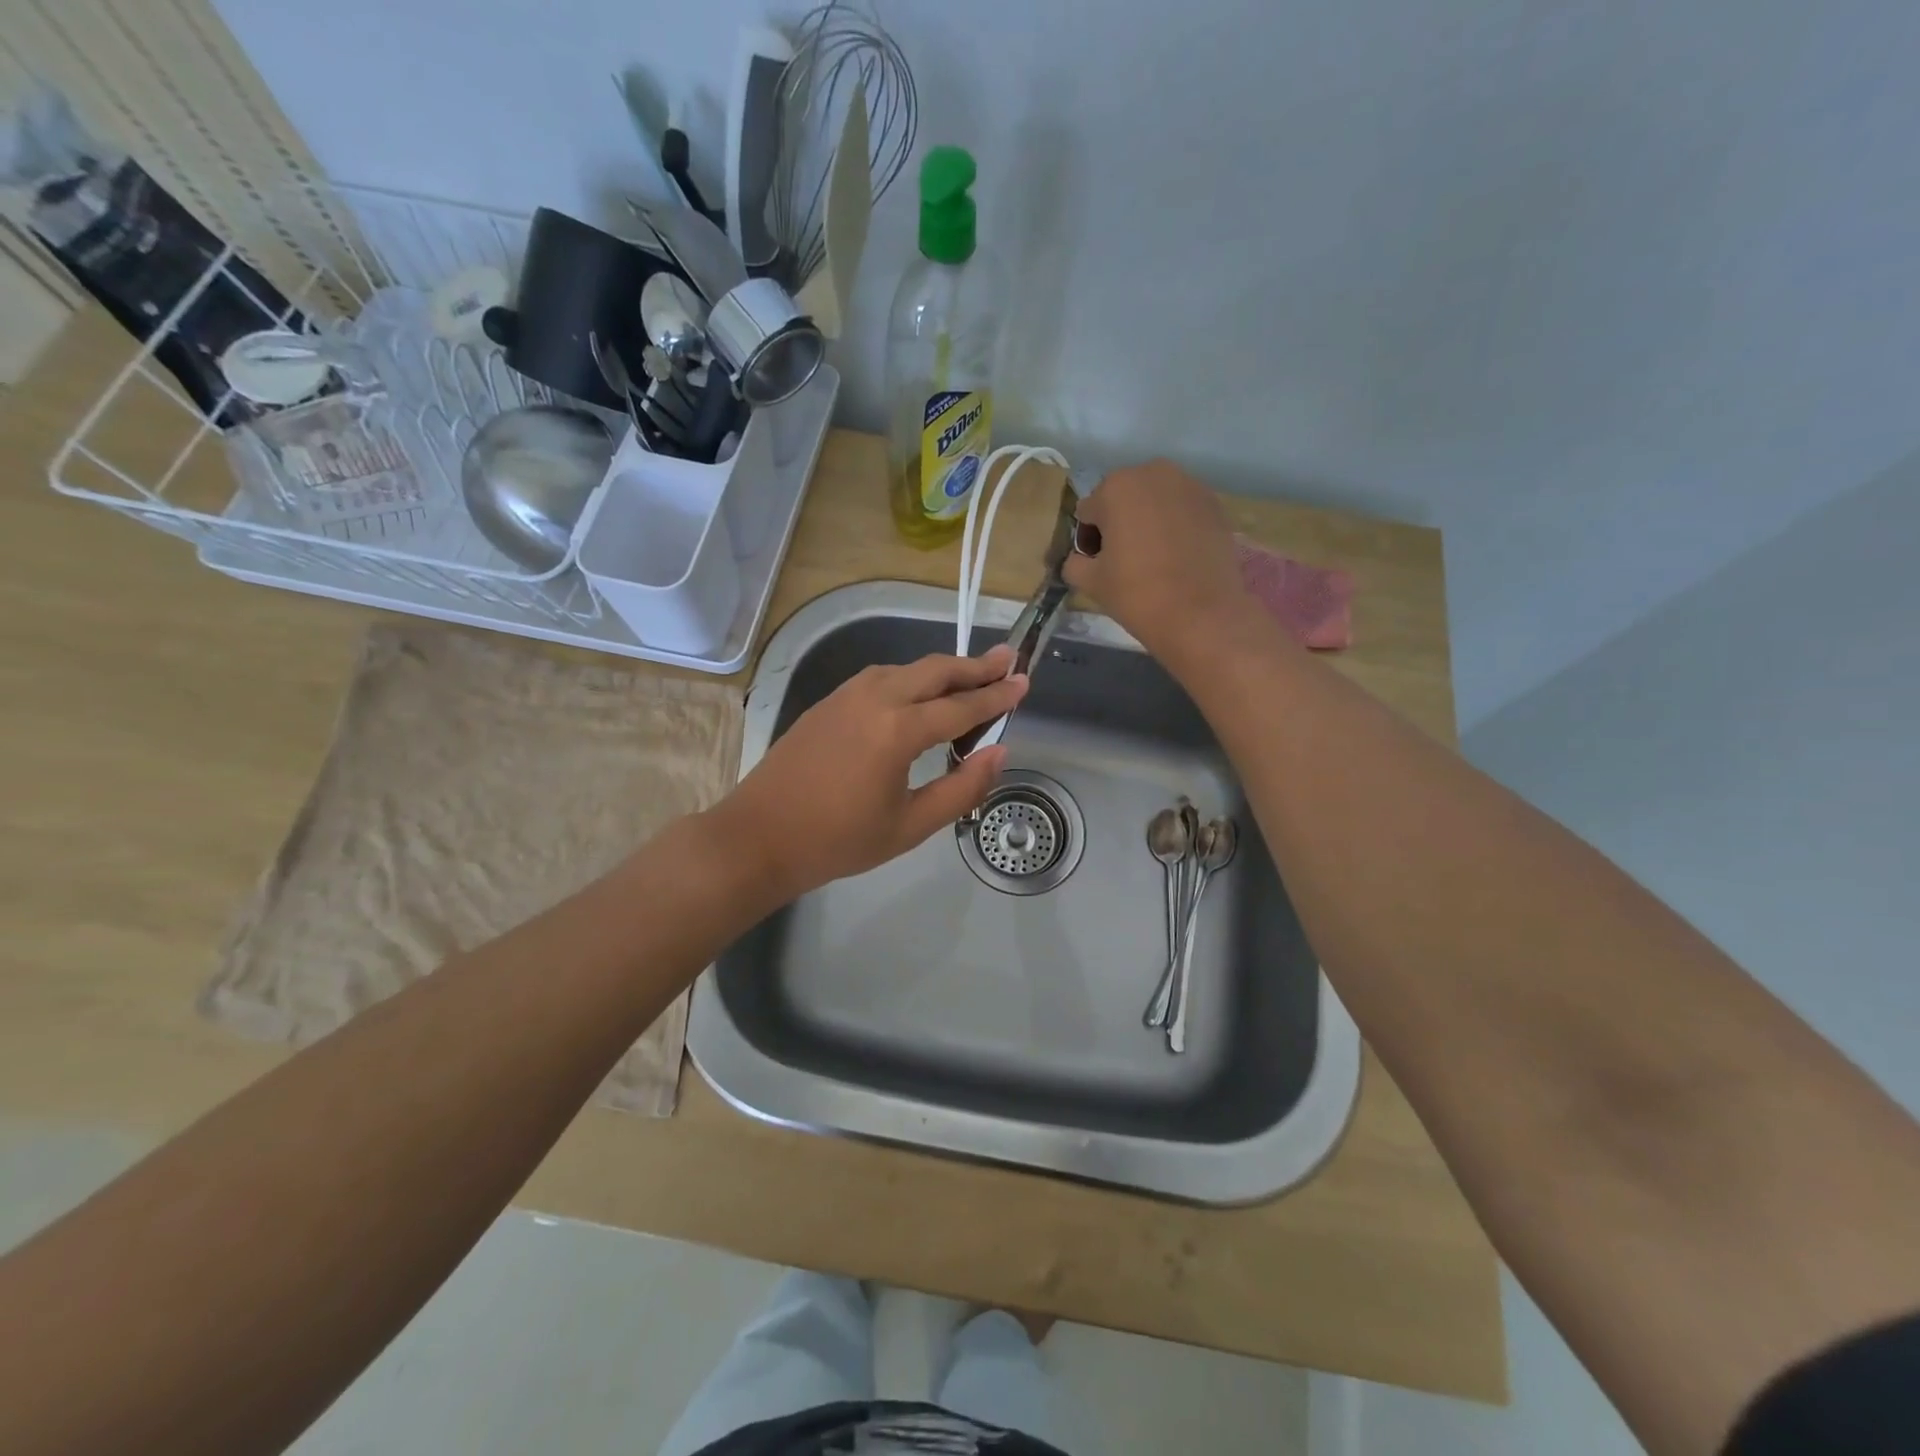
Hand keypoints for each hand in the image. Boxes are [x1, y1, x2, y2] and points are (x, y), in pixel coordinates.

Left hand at [714, 646, 1026, 902]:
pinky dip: (911, 678)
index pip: (962, 707)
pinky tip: (919, 693)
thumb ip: (961, 788)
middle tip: (1008, 660)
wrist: (759, 836)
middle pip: (936, 670)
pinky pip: (882, 677)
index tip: (1025, 682)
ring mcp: (847, 694)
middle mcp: (875, 698)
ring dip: (943, 669)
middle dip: (975, 666)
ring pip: (907, 668)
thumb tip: (998, 753)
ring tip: (971, 675)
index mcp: (898, 730)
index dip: (997, 696)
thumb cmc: (838, 840)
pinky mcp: (829, 701)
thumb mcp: (909, 826)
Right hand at [1063, 460, 1260, 663]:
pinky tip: (1178, 557)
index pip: (1088, 512)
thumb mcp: (1090, 582)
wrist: (1201, 615)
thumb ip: (1074, 563)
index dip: (1088, 540)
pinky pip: (1182, 511)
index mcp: (1115, 487)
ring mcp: (1190, 486)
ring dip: (1148, 522)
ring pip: (1155, 502)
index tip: (1097, 565)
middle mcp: (1154, 473)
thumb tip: (1079, 559)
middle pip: (1123, 499)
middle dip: (1119, 524)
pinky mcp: (1215, 504)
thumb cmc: (1137, 593)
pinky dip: (1176, 527)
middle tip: (1124, 561)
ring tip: (1153, 558)